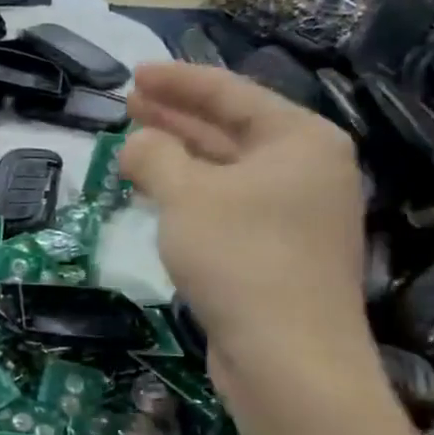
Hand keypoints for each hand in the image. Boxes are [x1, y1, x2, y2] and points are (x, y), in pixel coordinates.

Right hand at [120, 62, 369, 382]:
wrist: (288, 360)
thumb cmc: (240, 258)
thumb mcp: (186, 195)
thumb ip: (154, 155)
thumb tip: (137, 143)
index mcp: (299, 140)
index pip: (231, 93)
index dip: (179, 81)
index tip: (135, 74)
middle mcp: (306, 169)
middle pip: (230, 128)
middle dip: (177, 115)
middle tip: (128, 102)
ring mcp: (295, 213)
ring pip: (226, 168)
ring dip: (179, 154)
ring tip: (134, 141)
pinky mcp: (277, 250)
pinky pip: (227, 202)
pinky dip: (190, 191)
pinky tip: (157, 191)